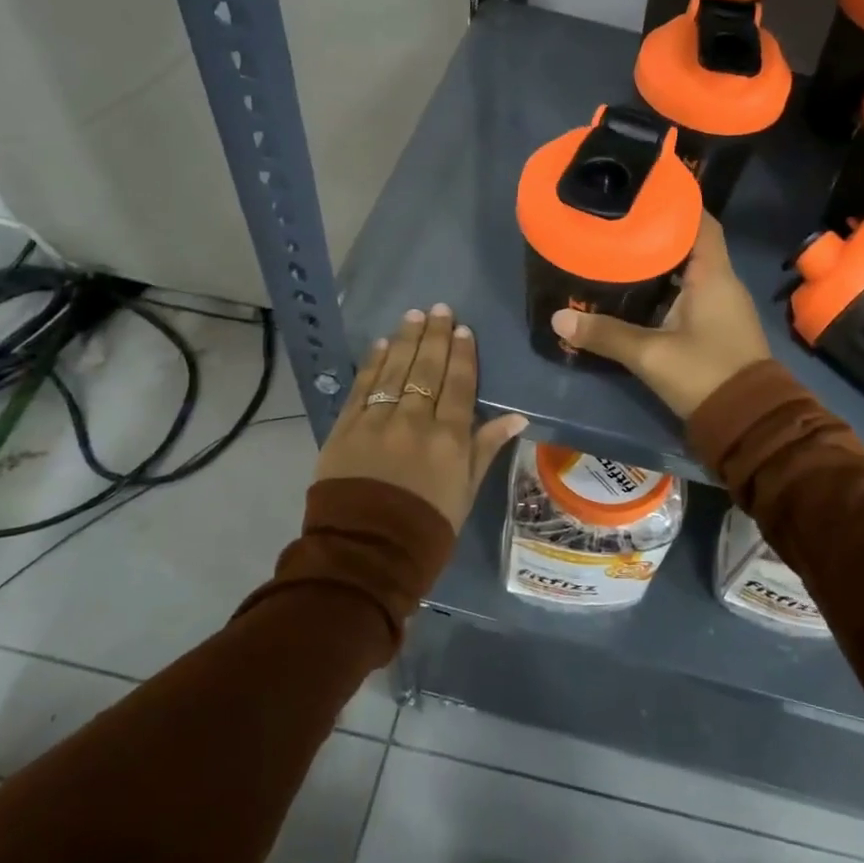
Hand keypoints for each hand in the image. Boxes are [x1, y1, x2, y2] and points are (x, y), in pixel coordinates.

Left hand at [314, 304, 527, 526]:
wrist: (366, 553)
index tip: (463, 329)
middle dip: (435, 336)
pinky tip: (381, 344)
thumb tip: (517, 417)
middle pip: (427, 369)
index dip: (462, 354)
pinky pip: (362, 387)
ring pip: (395, 370)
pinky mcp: (345, 428)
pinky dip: (372, 364)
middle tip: (439, 309)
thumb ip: (486, 448)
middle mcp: (415, 421)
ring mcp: (377, 421)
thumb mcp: (466, 491)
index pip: (460, 385)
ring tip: (413, 315)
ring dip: (406, 339)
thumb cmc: (427, 527)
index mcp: (449, 438)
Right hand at [551, 214, 771, 418]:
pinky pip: (690, 294)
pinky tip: (637, 292)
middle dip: (657, 232)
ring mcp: (722, 306)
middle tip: (618, 223)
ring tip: (620, 251)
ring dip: (660, 261)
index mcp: (713, 275)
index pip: (701, 222)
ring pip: (689, 270)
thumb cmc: (705, 374)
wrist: (750, 423)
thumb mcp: (650, 355)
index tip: (642, 194)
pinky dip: (665, 287)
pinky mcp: (717, 327)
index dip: (676, 204)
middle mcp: (722, 283)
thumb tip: (559, 317)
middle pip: (691, 243)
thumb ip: (605, 334)